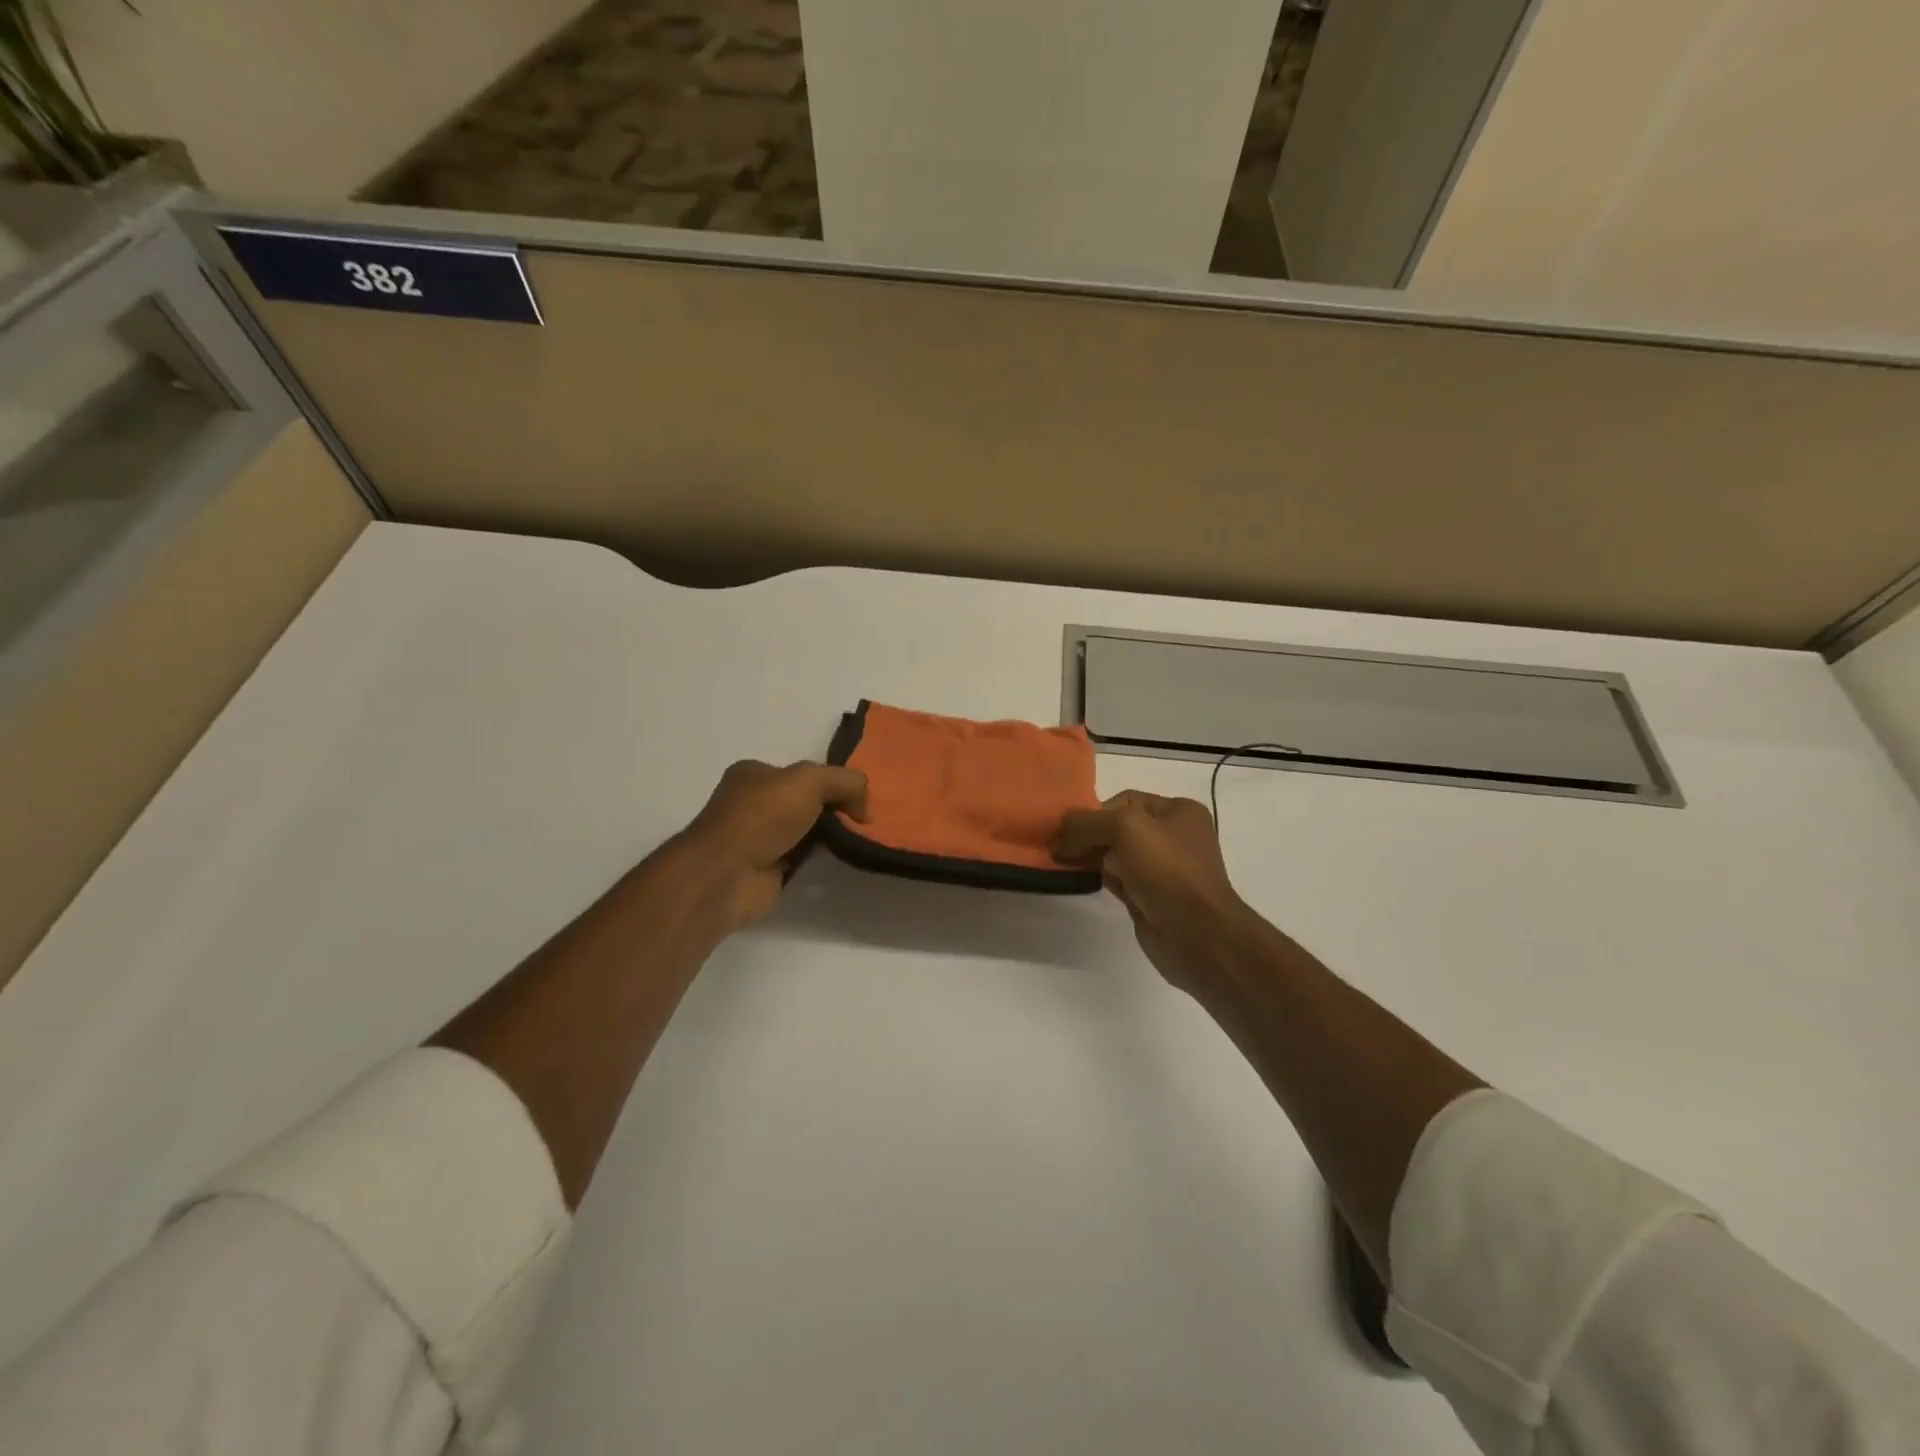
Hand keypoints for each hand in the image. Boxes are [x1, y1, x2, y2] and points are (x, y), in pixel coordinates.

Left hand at [679, 759, 869, 929]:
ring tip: (859, 839)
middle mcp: (753, 803)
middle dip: (833, 808)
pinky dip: (819, 857)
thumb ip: (845, 782)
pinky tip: (839, 858)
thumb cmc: (762, 816)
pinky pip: (802, 857)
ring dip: (828, 834)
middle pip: (805, 801)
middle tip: (863, 819)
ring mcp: (758, 837)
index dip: (831, 781)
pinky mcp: (765, 869)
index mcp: (754, 773)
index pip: (802, 773)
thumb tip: (864, 808)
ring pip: (805, 830)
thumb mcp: (810, 780)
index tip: (858, 797)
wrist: (727, 875)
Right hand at [1053, 790, 1251, 995]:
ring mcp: (1163, 869)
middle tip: (1059, 848)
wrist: (1196, 935)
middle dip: (1089, 835)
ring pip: (1115, 854)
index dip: (1095, 812)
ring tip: (1064, 863)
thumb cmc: (1167, 870)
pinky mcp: (1150, 897)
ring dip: (1090, 856)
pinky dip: (1099, 877)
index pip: (1125, 801)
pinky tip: (1082, 879)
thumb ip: (1086, 823)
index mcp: (1178, 811)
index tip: (1070, 831)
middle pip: (1117, 827)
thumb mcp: (1124, 829)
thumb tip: (1059, 836)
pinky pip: (1118, 878)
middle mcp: (1173, 836)